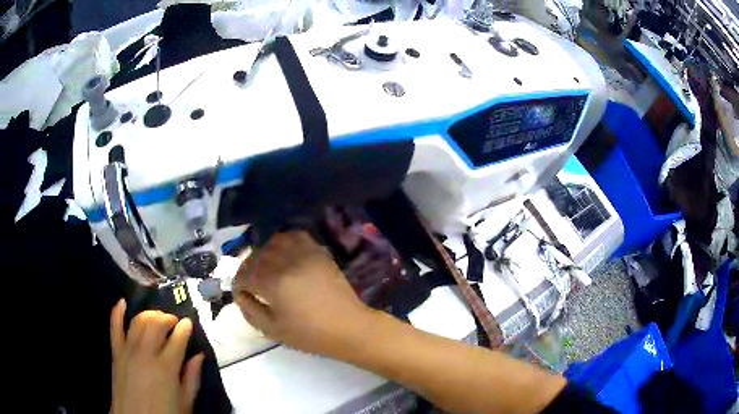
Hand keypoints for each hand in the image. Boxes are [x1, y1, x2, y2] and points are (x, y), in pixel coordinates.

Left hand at [110, 300, 204, 413]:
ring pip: (138, 321)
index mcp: (166, 368)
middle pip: (157, 324)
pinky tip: (122, 302)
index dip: (185, 327)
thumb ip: (192, 379)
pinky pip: (114, 327)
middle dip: (167, 318)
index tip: (188, 324)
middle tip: (174, 321)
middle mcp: (146, 353)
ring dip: (149, 314)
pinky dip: (117, 312)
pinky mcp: (116, 352)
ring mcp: (128, 350)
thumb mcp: (185, 404)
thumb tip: (199, 356)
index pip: (178, 338)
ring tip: (157, 317)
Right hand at [233, 231, 372, 357]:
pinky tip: (284, 256)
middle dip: (248, 269)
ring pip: (273, 242)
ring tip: (267, 268)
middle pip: (256, 256)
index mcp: (273, 283)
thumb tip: (239, 294)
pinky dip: (285, 242)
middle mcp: (286, 262)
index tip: (242, 293)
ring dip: (264, 253)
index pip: (244, 274)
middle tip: (252, 284)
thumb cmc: (310, 334)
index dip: (238, 284)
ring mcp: (305, 254)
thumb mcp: (273, 329)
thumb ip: (250, 310)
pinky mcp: (319, 252)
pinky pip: (296, 236)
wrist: (348, 327)